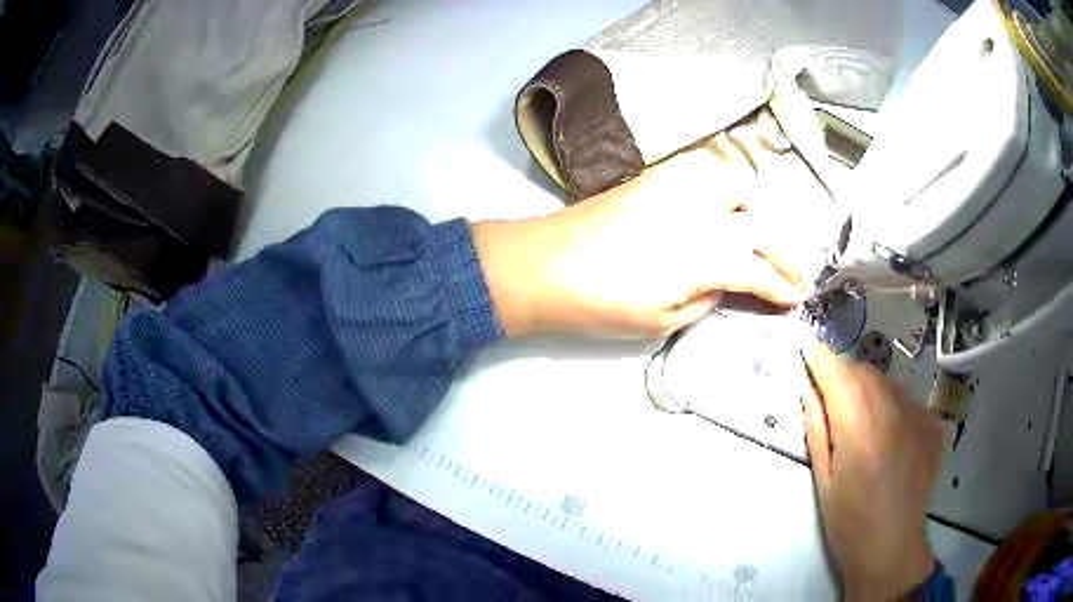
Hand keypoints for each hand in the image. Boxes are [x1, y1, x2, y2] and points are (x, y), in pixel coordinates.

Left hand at [472, 159, 809, 337]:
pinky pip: (703, 173)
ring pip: (737, 188)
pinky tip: (724, 205)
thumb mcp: (660, 321)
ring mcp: (676, 190)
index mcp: (702, 257)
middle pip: (761, 227)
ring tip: (765, 236)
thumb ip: (704, 300)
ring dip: (761, 212)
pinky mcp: (654, 179)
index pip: (758, 270)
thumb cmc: (599, 304)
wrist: (543, 264)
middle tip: (798, 272)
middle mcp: (699, 215)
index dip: (782, 286)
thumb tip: (722, 285)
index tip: (797, 297)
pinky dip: (725, 188)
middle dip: (787, 253)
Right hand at [801, 340, 945, 599]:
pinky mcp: (933, 423)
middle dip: (844, 376)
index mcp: (859, 428)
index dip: (819, 357)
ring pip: (887, 382)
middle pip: (864, 371)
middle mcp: (892, 410)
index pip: (837, 373)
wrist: (892, 548)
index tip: (806, 347)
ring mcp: (918, 414)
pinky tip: (889, 436)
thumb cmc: (848, 522)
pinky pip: (906, 399)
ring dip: (869, 390)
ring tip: (863, 423)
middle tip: (832, 400)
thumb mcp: (823, 480)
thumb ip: (817, 428)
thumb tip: (808, 388)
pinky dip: (892, 406)